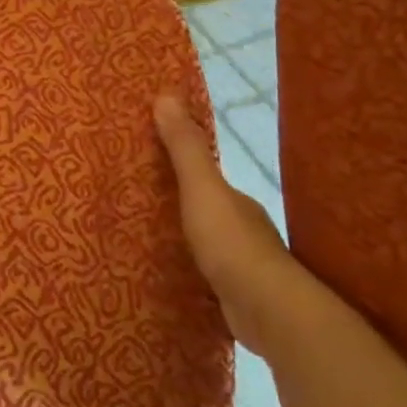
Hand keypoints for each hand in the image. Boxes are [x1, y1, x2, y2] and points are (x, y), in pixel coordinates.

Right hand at [154, 94, 321, 356]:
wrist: (268, 312)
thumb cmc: (231, 243)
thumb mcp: (201, 189)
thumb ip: (184, 148)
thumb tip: (166, 94)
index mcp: (236, 202)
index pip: (207, 179)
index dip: (182, 169)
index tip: (150, 163)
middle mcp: (243, 230)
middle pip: (207, 211)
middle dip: (180, 207)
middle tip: (138, 202)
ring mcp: (242, 267)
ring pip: (207, 246)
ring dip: (185, 241)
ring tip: (146, 239)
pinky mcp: (235, 298)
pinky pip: (206, 277)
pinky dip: (190, 273)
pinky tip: (171, 278)